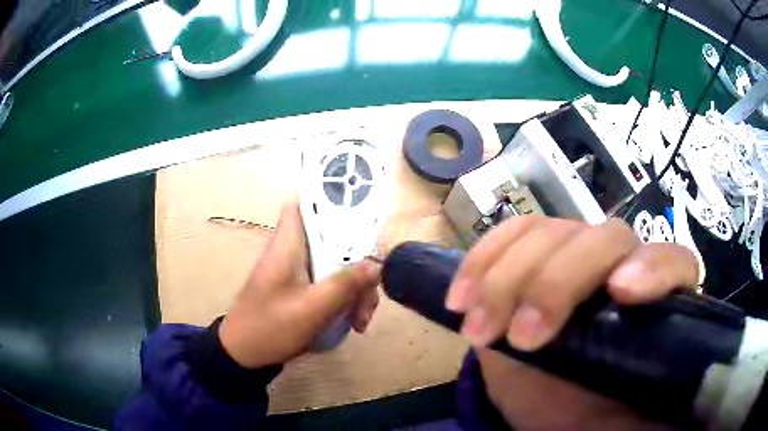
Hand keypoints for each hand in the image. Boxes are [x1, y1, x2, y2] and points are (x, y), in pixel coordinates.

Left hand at [218, 197, 380, 368]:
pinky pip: (330, 282)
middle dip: (358, 263)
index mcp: (289, 243)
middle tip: (368, 296)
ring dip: (354, 288)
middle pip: (334, 238)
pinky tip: (352, 322)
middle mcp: (294, 249)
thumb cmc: (270, 327)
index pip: (303, 200)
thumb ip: (344, 285)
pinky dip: (344, 298)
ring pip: (336, 262)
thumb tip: (377, 264)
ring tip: (360, 320)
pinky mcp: (300, 286)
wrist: (244, 354)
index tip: (360, 206)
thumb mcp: (312, 309)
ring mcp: (298, 269)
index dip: (329, 194)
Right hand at [445, 216, 697, 429]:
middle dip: (557, 283)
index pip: (673, 262)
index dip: (653, 267)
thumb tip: (673, 408)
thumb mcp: (626, 420)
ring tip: (478, 328)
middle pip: (603, 239)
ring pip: (550, 232)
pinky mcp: (534, 256)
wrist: (551, 403)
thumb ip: (653, 408)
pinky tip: (461, 297)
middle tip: (520, 338)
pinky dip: (483, 260)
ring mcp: (575, 255)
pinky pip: (512, 235)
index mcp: (657, 304)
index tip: (618, 293)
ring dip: (507, 278)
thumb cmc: (593, 414)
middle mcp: (622, 266)